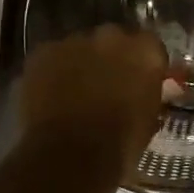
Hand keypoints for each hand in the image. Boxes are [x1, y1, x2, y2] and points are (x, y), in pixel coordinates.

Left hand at [20, 25, 168, 180]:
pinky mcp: (43, 52)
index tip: (138, 81)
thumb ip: (147, 94)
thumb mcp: (149, 119)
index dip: (142, 64)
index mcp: (145, 51)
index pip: (150, 47)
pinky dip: (53, 72)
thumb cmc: (120, 144)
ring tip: (75, 94)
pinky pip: (52, 57)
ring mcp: (74, 41)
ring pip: (80, 47)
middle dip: (111, 58)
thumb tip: (141, 91)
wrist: (70, 156)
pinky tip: (51, 97)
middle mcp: (111, 36)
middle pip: (113, 40)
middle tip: (106, 86)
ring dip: (81, 64)